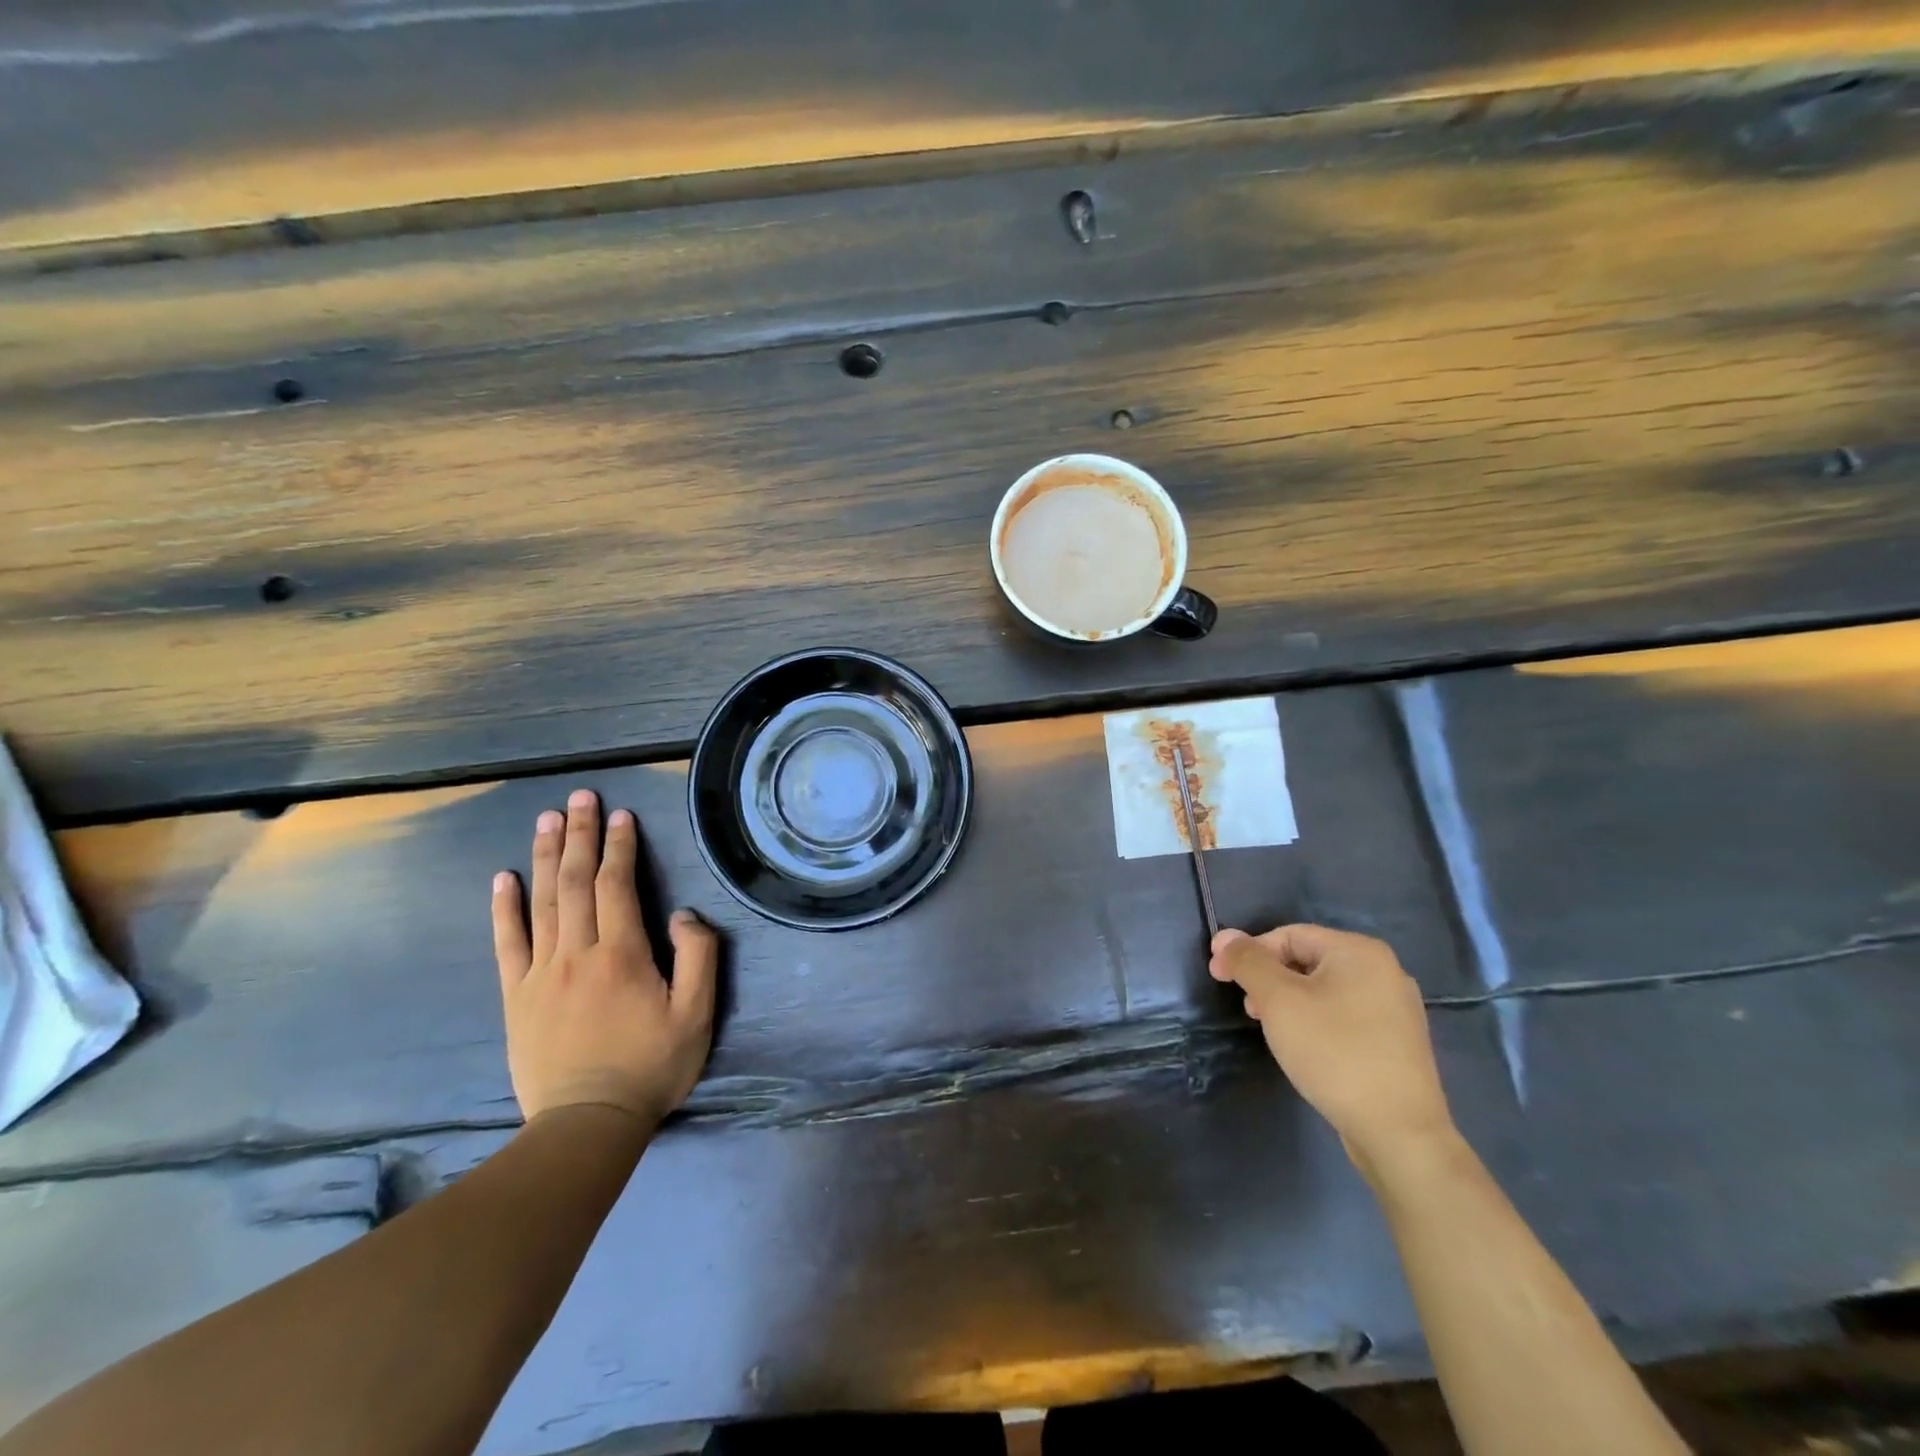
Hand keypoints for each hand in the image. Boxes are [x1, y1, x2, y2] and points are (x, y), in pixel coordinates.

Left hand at [491, 789, 718, 1126]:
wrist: (587, 1124)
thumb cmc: (650, 1066)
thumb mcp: (697, 1015)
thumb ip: (699, 957)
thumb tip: (682, 914)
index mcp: (622, 954)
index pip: (618, 885)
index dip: (620, 846)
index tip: (621, 815)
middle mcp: (577, 953)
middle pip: (577, 882)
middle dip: (580, 835)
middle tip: (579, 797)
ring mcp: (540, 973)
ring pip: (542, 903)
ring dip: (546, 857)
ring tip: (546, 820)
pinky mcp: (516, 996)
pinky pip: (507, 943)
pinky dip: (504, 907)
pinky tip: (505, 878)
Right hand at [1209, 923, 1453, 1176]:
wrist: (1399, 1133)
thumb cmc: (1334, 1052)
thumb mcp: (1278, 1000)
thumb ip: (1249, 962)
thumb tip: (1225, 936)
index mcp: (1359, 951)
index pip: (1288, 935)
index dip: (1248, 952)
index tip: (1218, 976)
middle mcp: (1384, 971)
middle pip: (1307, 960)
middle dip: (1268, 979)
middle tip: (1246, 1007)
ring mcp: (1395, 1009)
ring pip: (1324, 990)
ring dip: (1288, 1002)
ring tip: (1269, 1029)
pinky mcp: (1396, 1042)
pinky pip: (1343, 1015)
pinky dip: (1314, 1021)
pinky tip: (1303, 1047)